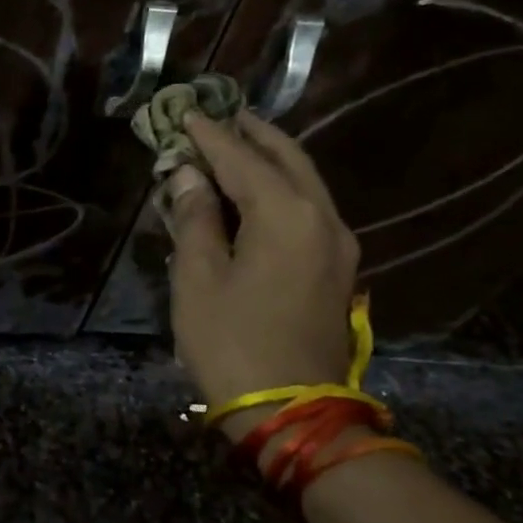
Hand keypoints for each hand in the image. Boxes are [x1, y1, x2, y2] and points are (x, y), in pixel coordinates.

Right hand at [164, 111, 360, 441]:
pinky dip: (280, 190)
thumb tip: (189, 177)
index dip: (210, 135)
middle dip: (252, 135)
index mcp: (287, 215)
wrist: (292, 410)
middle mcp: (323, 218)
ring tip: (236, 145)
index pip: (243, 159)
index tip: (185, 112)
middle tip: (220, 115)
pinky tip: (255, 193)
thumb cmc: (232, 342)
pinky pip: (308, 210)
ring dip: (269, 160)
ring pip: (304, 183)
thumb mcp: (198, 278)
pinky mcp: (336, 269)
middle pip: (288, 159)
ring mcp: (337, 245)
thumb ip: (195, 219)